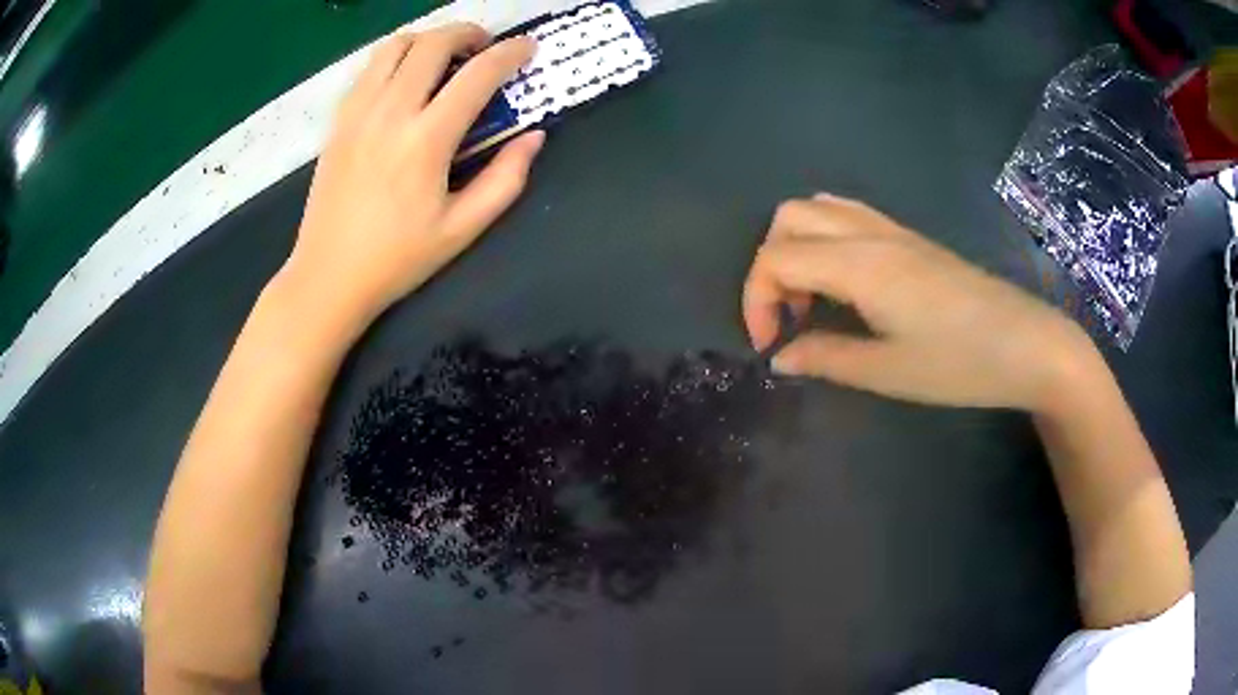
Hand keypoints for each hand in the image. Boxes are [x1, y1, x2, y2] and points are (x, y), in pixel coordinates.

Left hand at [283, 24, 543, 324]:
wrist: (327, 277)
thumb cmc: (397, 259)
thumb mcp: (462, 229)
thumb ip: (505, 179)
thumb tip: (534, 137)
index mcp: (425, 140)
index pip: (477, 75)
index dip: (510, 54)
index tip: (528, 47)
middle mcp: (389, 113)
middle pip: (433, 43)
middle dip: (469, 33)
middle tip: (486, 47)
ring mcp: (357, 112)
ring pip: (395, 46)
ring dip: (429, 40)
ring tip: (445, 57)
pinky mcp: (338, 121)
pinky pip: (369, 68)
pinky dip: (396, 58)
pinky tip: (406, 79)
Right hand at [743, 194, 1098, 410]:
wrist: (1027, 344)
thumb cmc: (960, 363)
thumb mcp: (888, 372)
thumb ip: (826, 359)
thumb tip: (780, 358)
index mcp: (860, 264)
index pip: (776, 258)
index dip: (756, 301)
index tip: (770, 345)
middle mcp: (870, 234)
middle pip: (789, 217)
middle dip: (770, 265)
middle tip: (789, 317)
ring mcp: (893, 230)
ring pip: (819, 208)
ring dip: (797, 248)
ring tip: (813, 301)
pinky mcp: (911, 238)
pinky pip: (849, 216)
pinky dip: (825, 241)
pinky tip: (845, 286)